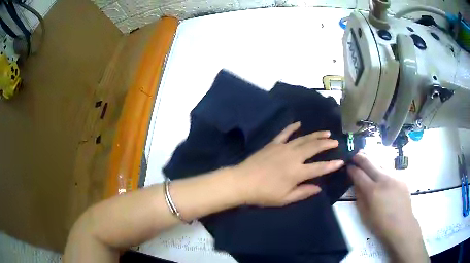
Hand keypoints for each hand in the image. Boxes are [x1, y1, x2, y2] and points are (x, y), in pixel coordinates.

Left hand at [233, 122, 343, 206]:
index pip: (319, 168)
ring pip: (303, 139)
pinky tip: (299, 123)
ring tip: (326, 132)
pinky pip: (285, 133)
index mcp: (297, 172)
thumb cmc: (264, 193)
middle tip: (335, 142)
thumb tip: (319, 188)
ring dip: (316, 135)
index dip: (331, 165)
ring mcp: (283, 148)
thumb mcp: (285, 198)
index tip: (341, 161)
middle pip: (314, 148)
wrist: (242, 182)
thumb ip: (303, 192)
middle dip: (326, 144)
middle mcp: (293, 157)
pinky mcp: (273, 144)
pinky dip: (292, 127)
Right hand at [348, 153, 428, 262]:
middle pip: (369, 162)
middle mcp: (384, 179)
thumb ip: (359, 197)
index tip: (347, 166)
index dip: (351, 169)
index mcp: (373, 191)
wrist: (402, 225)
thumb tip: (356, 184)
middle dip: (360, 157)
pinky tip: (382, 176)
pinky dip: (383, 170)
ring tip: (367, 162)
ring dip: (372, 162)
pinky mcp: (402, 178)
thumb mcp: (364, 214)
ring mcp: (394, 176)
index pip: (359, 174)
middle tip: (354, 155)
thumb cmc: (380, 224)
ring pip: (381, 163)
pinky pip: (389, 170)